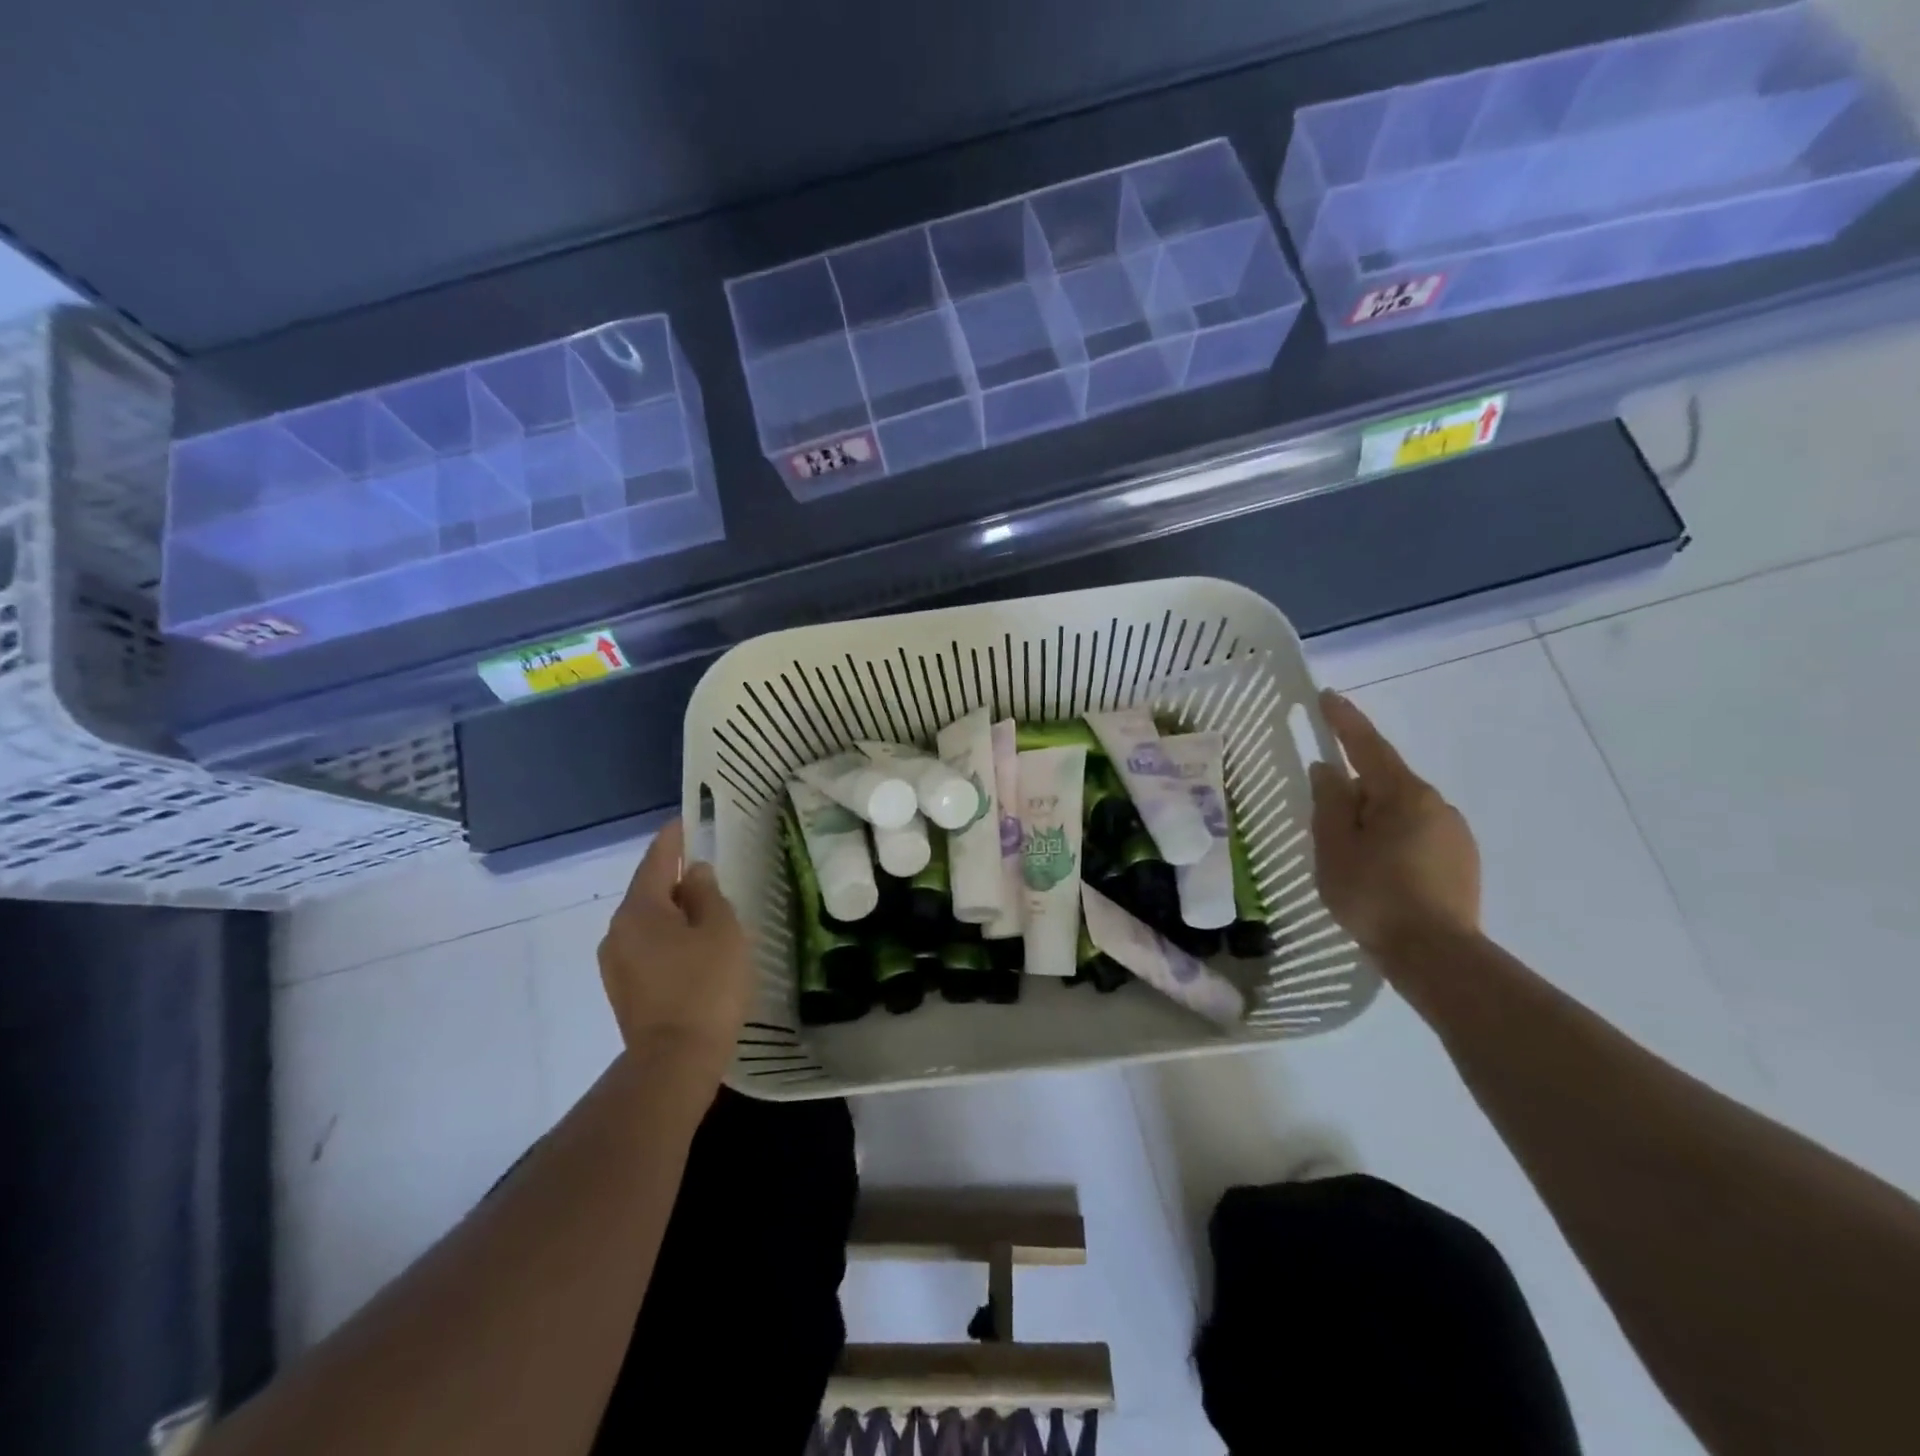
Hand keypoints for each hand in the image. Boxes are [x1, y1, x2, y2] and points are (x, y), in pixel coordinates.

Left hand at [598, 819, 750, 1075]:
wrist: (675, 1061)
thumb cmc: (705, 986)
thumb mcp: (721, 930)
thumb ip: (708, 894)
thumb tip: (695, 874)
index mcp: (640, 909)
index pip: (657, 860)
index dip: (673, 838)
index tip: (685, 820)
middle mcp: (618, 930)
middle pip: (649, 891)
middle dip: (676, 878)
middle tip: (708, 871)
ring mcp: (616, 963)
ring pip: (648, 922)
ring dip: (674, 912)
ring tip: (706, 912)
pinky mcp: (624, 990)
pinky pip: (647, 947)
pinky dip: (668, 938)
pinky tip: (693, 949)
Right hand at [1309, 690, 1480, 958]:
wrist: (1437, 956)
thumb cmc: (1374, 895)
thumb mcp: (1336, 846)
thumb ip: (1329, 802)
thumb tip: (1328, 770)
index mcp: (1403, 794)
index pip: (1367, 746)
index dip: (1344, 720)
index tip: (1326, 696)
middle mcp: (1436, 804)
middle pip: (1384, 782)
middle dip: (1354, 790)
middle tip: (1326, 821)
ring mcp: (1455, 834)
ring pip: (1401, 812)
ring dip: (1373, 820)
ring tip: (1351, 857)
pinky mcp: (1462, 862)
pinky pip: (1417, 835)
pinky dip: (1392, 842)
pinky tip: (1379, 873)